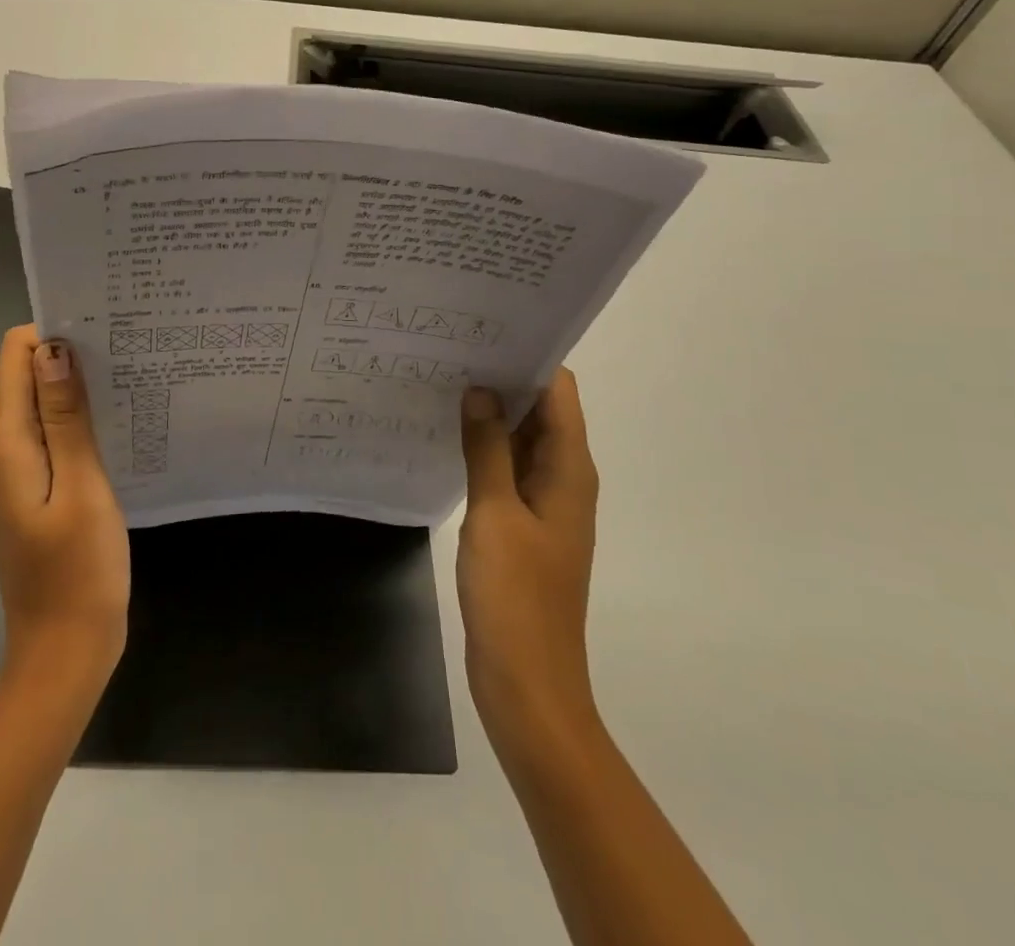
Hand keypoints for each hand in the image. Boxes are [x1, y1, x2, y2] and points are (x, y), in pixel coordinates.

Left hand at [0, 326, 129, 689]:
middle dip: (71, 358)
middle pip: (25, 376)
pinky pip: (46, 435)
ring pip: (38, 405)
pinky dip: (75, 422)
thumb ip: (66, 416)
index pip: (15, 356)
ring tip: (130, 385)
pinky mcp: (26, 488)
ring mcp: (8, 471)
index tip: (105, 333)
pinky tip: (114, 427)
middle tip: (128, 356)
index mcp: (4, 444)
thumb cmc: (80, 570)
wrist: (64, 651)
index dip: (54, 334)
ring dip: (77, 391)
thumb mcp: (83, 486)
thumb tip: (53, 349)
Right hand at [457, 372, 600, 767]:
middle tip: (453, 348)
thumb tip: (480, 389)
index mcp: (569, 469)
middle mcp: (564, 478)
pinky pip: (507, 469)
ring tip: (445, 379)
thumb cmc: (516, 597)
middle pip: (542, 410)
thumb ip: (488, 447)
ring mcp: (544, 503)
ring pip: (522, 439)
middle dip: (504, 378)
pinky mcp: (523, 525)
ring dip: (492, 413)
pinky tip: (448, 434)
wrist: (527, 684)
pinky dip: (485, 447)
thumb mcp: (495, 513)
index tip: (486, 330)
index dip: (529, 357)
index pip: (559, 391)